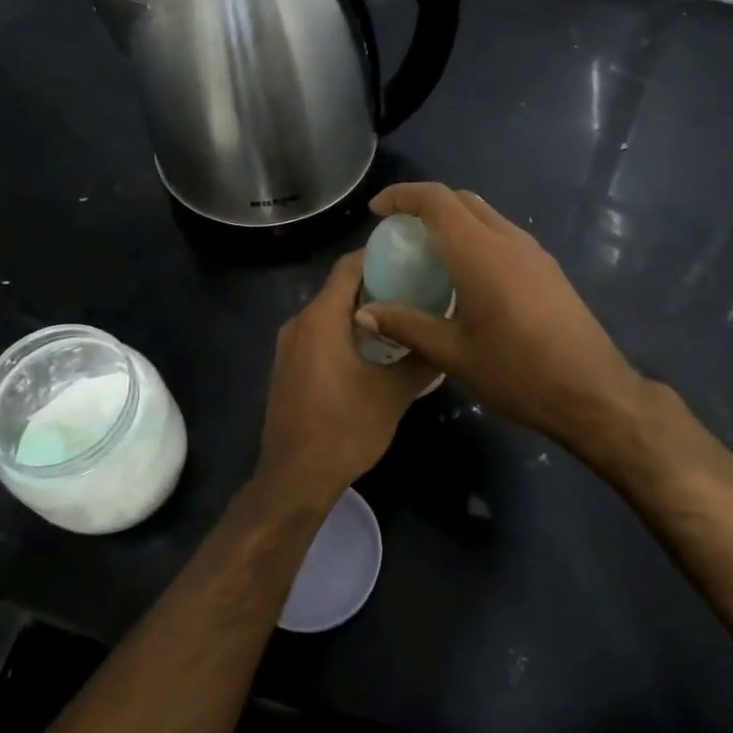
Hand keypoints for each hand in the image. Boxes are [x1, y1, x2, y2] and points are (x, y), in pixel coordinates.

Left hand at [256, 251, 436, 509]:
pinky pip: (319, 332)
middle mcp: (299, 322)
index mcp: (321, 319)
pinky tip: (374, 347)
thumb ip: (420, 358)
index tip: (411, 255)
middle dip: (376, 283)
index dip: (378, 255)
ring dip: (361, 308)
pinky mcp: (288, 365)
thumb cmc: (345, 429)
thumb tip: (444, 336)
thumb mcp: (394, 393)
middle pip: (339, 287)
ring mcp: (289, 345)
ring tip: (402, 314)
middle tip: (416, 286)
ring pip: (329, 311)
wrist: (296, 478)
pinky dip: (345, 329)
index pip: (349, 266)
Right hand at [354, 183, 651, 464]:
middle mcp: (507, 239)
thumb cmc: (517, 372)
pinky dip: (475, 237)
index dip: (402, 196)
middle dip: (425, 205)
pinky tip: (466, 275)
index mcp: (479, 252)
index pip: (436, 200)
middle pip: (461, 200)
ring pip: (485, 215)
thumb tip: (363, 311)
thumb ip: (407, 325)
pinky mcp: (547, 267)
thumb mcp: (453, 354)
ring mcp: (533, 251)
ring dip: (453, 220)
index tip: (376, 211)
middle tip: (399, 233)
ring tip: (428, 254)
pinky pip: (503, 235)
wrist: (593, 391)